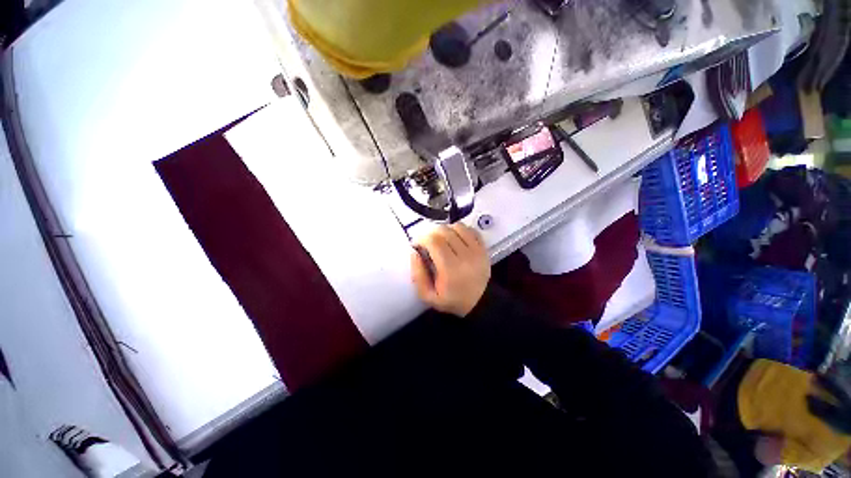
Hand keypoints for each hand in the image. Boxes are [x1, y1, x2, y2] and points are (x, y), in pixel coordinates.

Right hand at [410, 224, 490, 316]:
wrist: (479, 302)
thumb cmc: (451, 300)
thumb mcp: (428, 296)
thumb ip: (418, 275)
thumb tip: (414, 252)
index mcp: (450, 269)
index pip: (434, 241)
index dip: (422, 238)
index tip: (418, 244)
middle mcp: (465, 256)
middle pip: (445, 231)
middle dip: (432, 233)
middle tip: (428, 242)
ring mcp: (477, 250)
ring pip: (458, 227)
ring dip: (446, 230)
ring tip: (442, 240)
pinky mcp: (484, 248)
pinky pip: (471, 230)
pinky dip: (460, 230)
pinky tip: (455, 239)